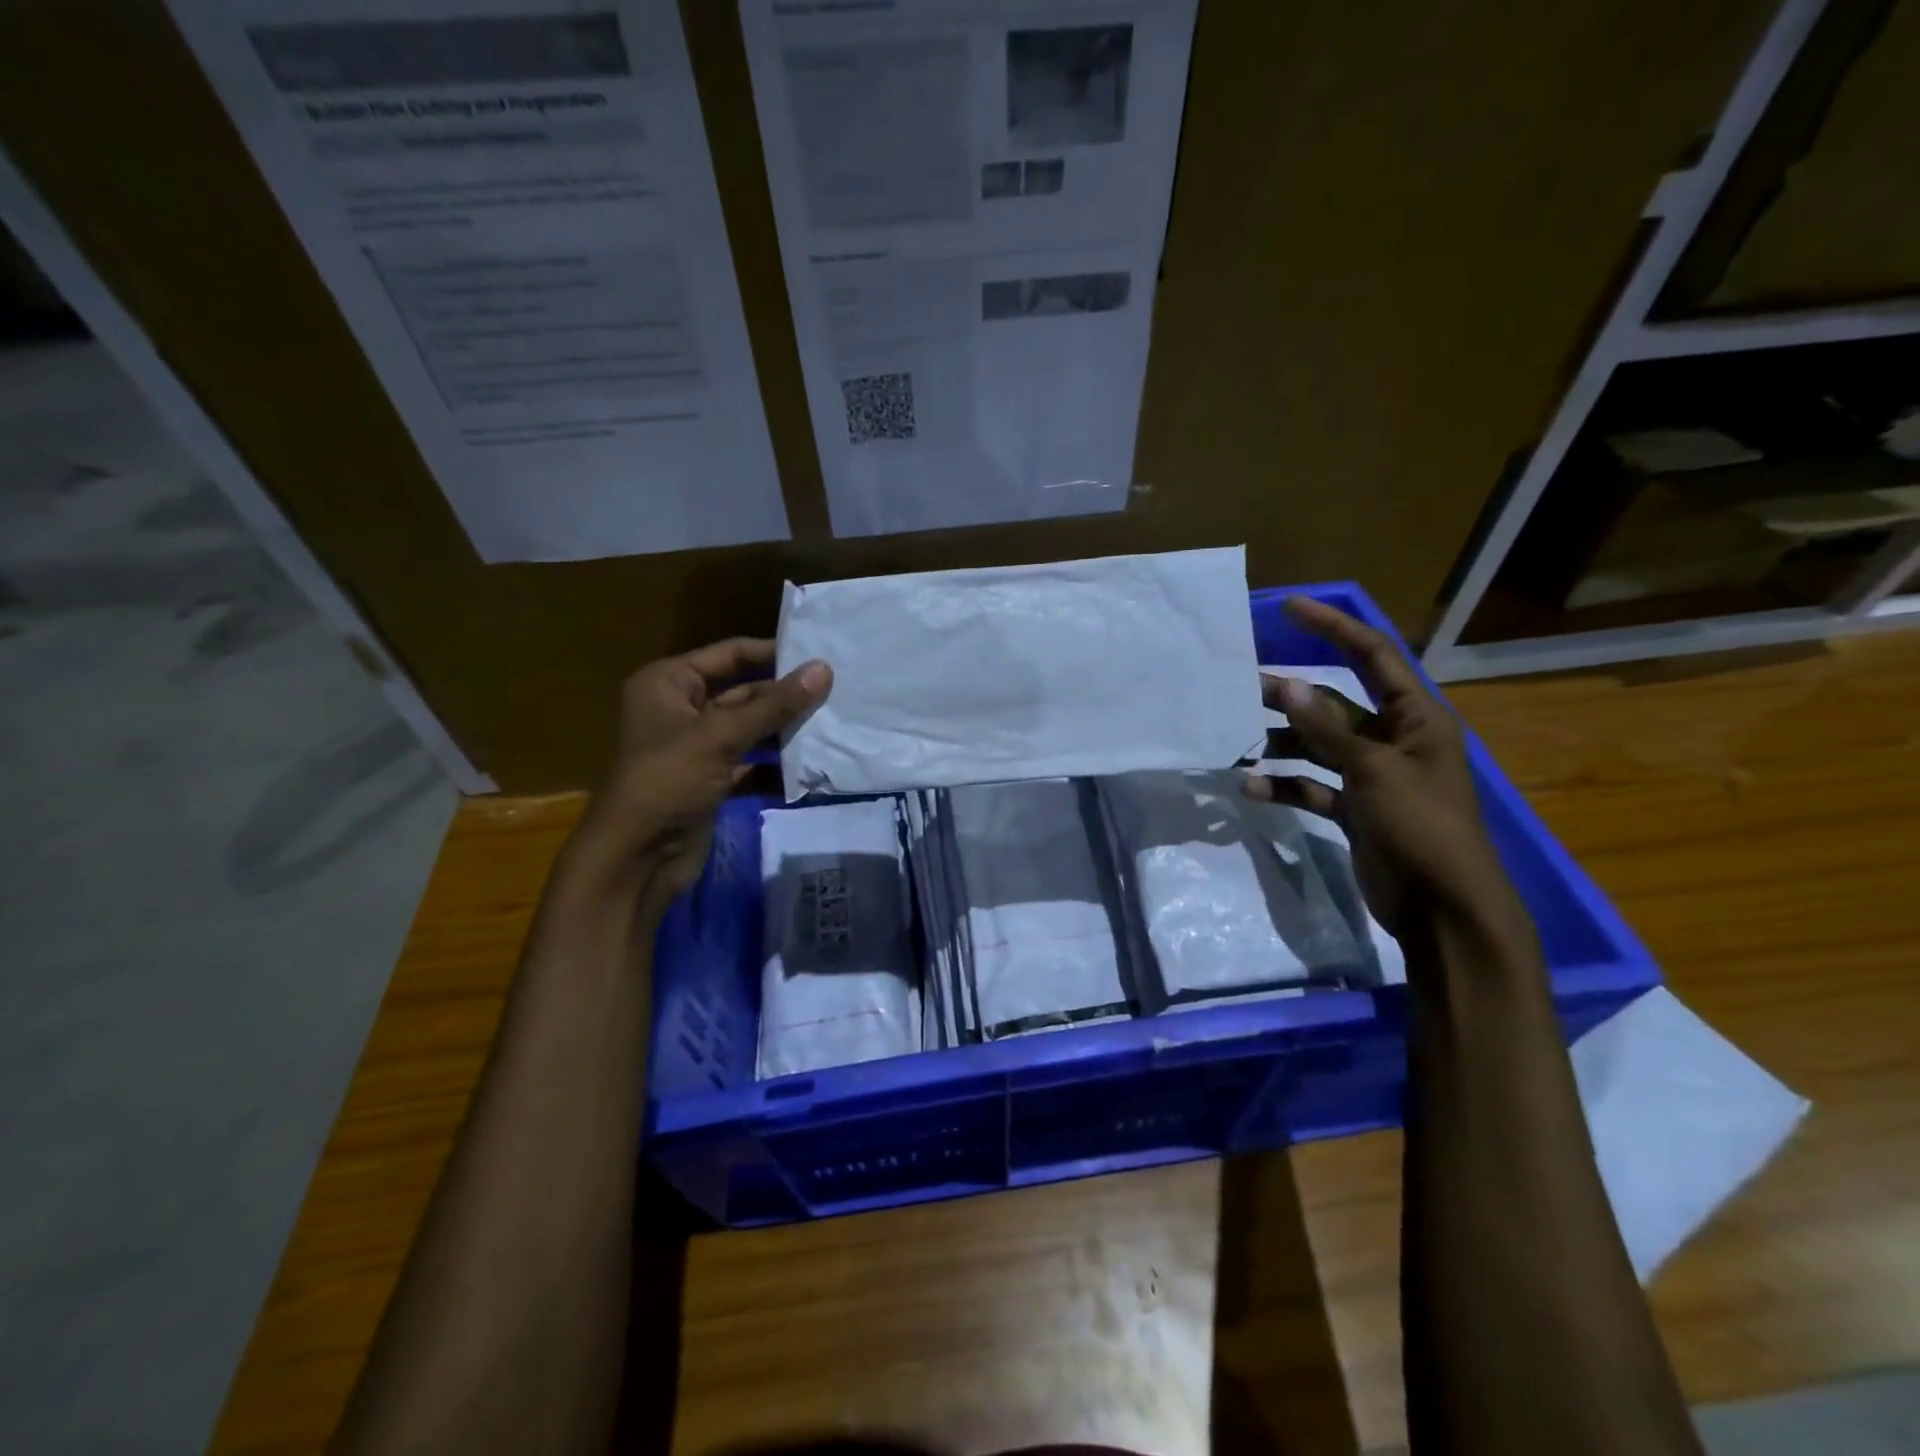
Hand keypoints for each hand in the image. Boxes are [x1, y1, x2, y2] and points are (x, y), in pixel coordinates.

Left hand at [569, 637, 831, 905]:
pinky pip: (751, 765)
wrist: (637, 859)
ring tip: (833, 725)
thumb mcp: (721, 736)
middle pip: (744, 692)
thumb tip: (824, 669)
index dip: (772, 654)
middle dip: (785, 697)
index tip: (820, 656)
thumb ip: (775, 704)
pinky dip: (776, 768)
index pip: (730, 654)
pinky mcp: (712, 781)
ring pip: (751, 729)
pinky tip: (811, 768)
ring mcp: (697, 748)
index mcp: (669, 683)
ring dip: (785, 732)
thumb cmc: (668, 781)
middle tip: (837, 694)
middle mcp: (682, 709)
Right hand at [1242, 597, 1509, 938]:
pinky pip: (1314, 786)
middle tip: (1241, 687)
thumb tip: (1289, 684)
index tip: (1289, 608)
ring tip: (1236, 741)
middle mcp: (1395, 740)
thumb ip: (1327, 728)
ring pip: (1318, 746)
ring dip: (1280, 744)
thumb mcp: (1374, 771)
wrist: (1442, 908)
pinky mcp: (1356, 809)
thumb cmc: (1420, 827)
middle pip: (1334, 704)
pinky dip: (1286, 786)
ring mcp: (1373, 777)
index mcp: (1416, 718)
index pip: (1373, 656)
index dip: (1333, 628)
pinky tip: (1253, 789)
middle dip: (1291, 696)